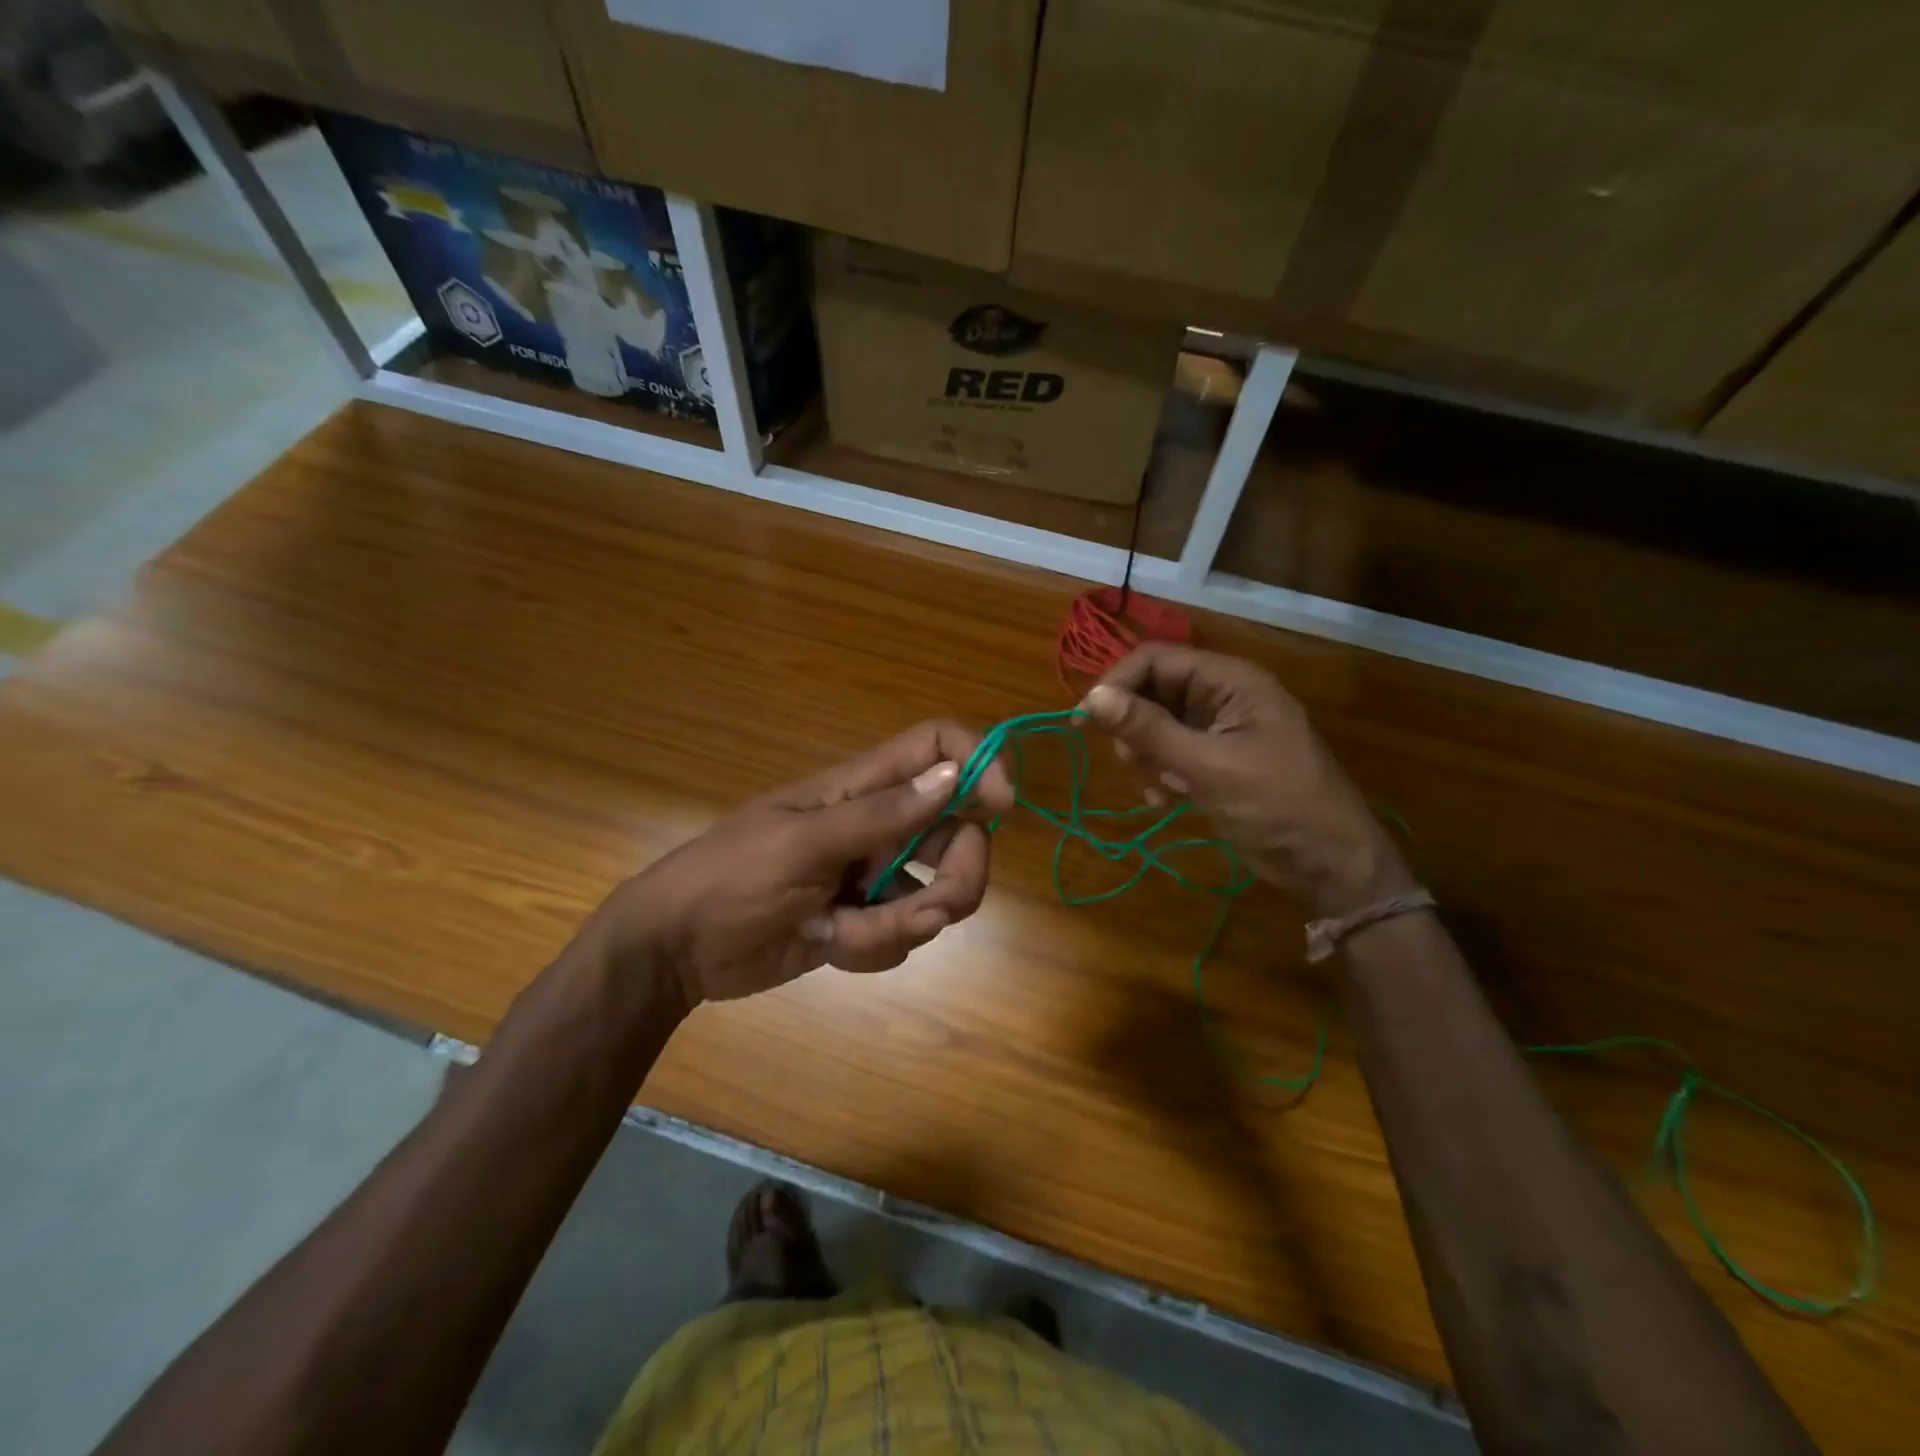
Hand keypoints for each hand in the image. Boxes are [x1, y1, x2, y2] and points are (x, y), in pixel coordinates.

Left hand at [598, 721, 1014, 1006]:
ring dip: (905, 922)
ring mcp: (873, 875)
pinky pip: (903, 933)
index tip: (1003, 808)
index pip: (935, 746)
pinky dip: (873, 946)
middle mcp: (878, 825)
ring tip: (849, 933)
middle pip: (958, 832)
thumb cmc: (728, 880)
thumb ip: (879, 814)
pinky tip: (827, 943)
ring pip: (936, 892)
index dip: (978, 762)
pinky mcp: (864, 920)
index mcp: (860, 788)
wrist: (674, 951)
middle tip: (932, 908)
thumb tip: (953, 773)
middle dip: (958, 876)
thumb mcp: (801, 844)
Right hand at [1083, 644, 1411, 916]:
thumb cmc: (1275, 805)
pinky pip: (1173, 753)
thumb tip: (1092, 698)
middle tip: (1132, 760)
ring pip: (1159, 724)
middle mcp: (1224, 696)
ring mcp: (1222, 730)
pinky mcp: (1218, 762)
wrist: (1330, 863)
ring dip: (1148, 753)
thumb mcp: (1207, 766)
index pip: (1156, 659)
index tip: (1084, 719)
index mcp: (1230, 681)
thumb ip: (1149, 729)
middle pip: (1155, 689)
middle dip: (1135, 724)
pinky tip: (1166, 799)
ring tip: (1161, 784)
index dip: (1117, 683)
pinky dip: (1162, 772)